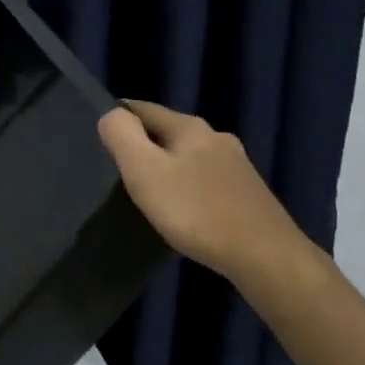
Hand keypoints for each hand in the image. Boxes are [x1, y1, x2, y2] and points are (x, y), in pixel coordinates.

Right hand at [97, 100, 308, 280]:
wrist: (264, 255)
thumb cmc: (196, 211)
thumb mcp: (145, 171)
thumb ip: (122, 136)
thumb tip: (111, 113)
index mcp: (190, 127)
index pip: (144, 108)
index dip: (120, 116)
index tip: (99, 134)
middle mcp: (216, 137)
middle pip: (169, 132)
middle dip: (144, 144)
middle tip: (118, 167)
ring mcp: (236, 165)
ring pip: (189, 156)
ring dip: (168, 167)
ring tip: (147, 191)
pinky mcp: (247, 193)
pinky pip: (206, 180)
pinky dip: (188, 187)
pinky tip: (183, 209)